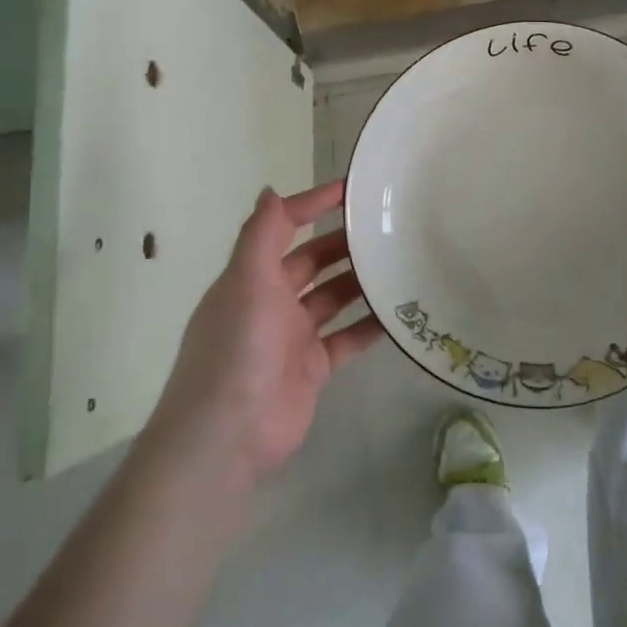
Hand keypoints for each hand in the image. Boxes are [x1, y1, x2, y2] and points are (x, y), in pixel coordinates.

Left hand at [147, 180, 381, 483]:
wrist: (227, 437)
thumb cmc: (237, 350)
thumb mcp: (246, 283)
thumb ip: (261, 236)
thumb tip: (270, 189)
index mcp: (251, 277)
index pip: (283, 228)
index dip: (312, 205)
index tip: (350, 189)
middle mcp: (271, 301)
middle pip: (312, 261)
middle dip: (343, 242)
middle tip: (387, 226)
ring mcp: (293, 336)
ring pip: (333, 298)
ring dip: (360, 281)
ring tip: (399, 260)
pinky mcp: (313, 368)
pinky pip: (347, 338)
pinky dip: (369, 326)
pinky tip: (399, 312)